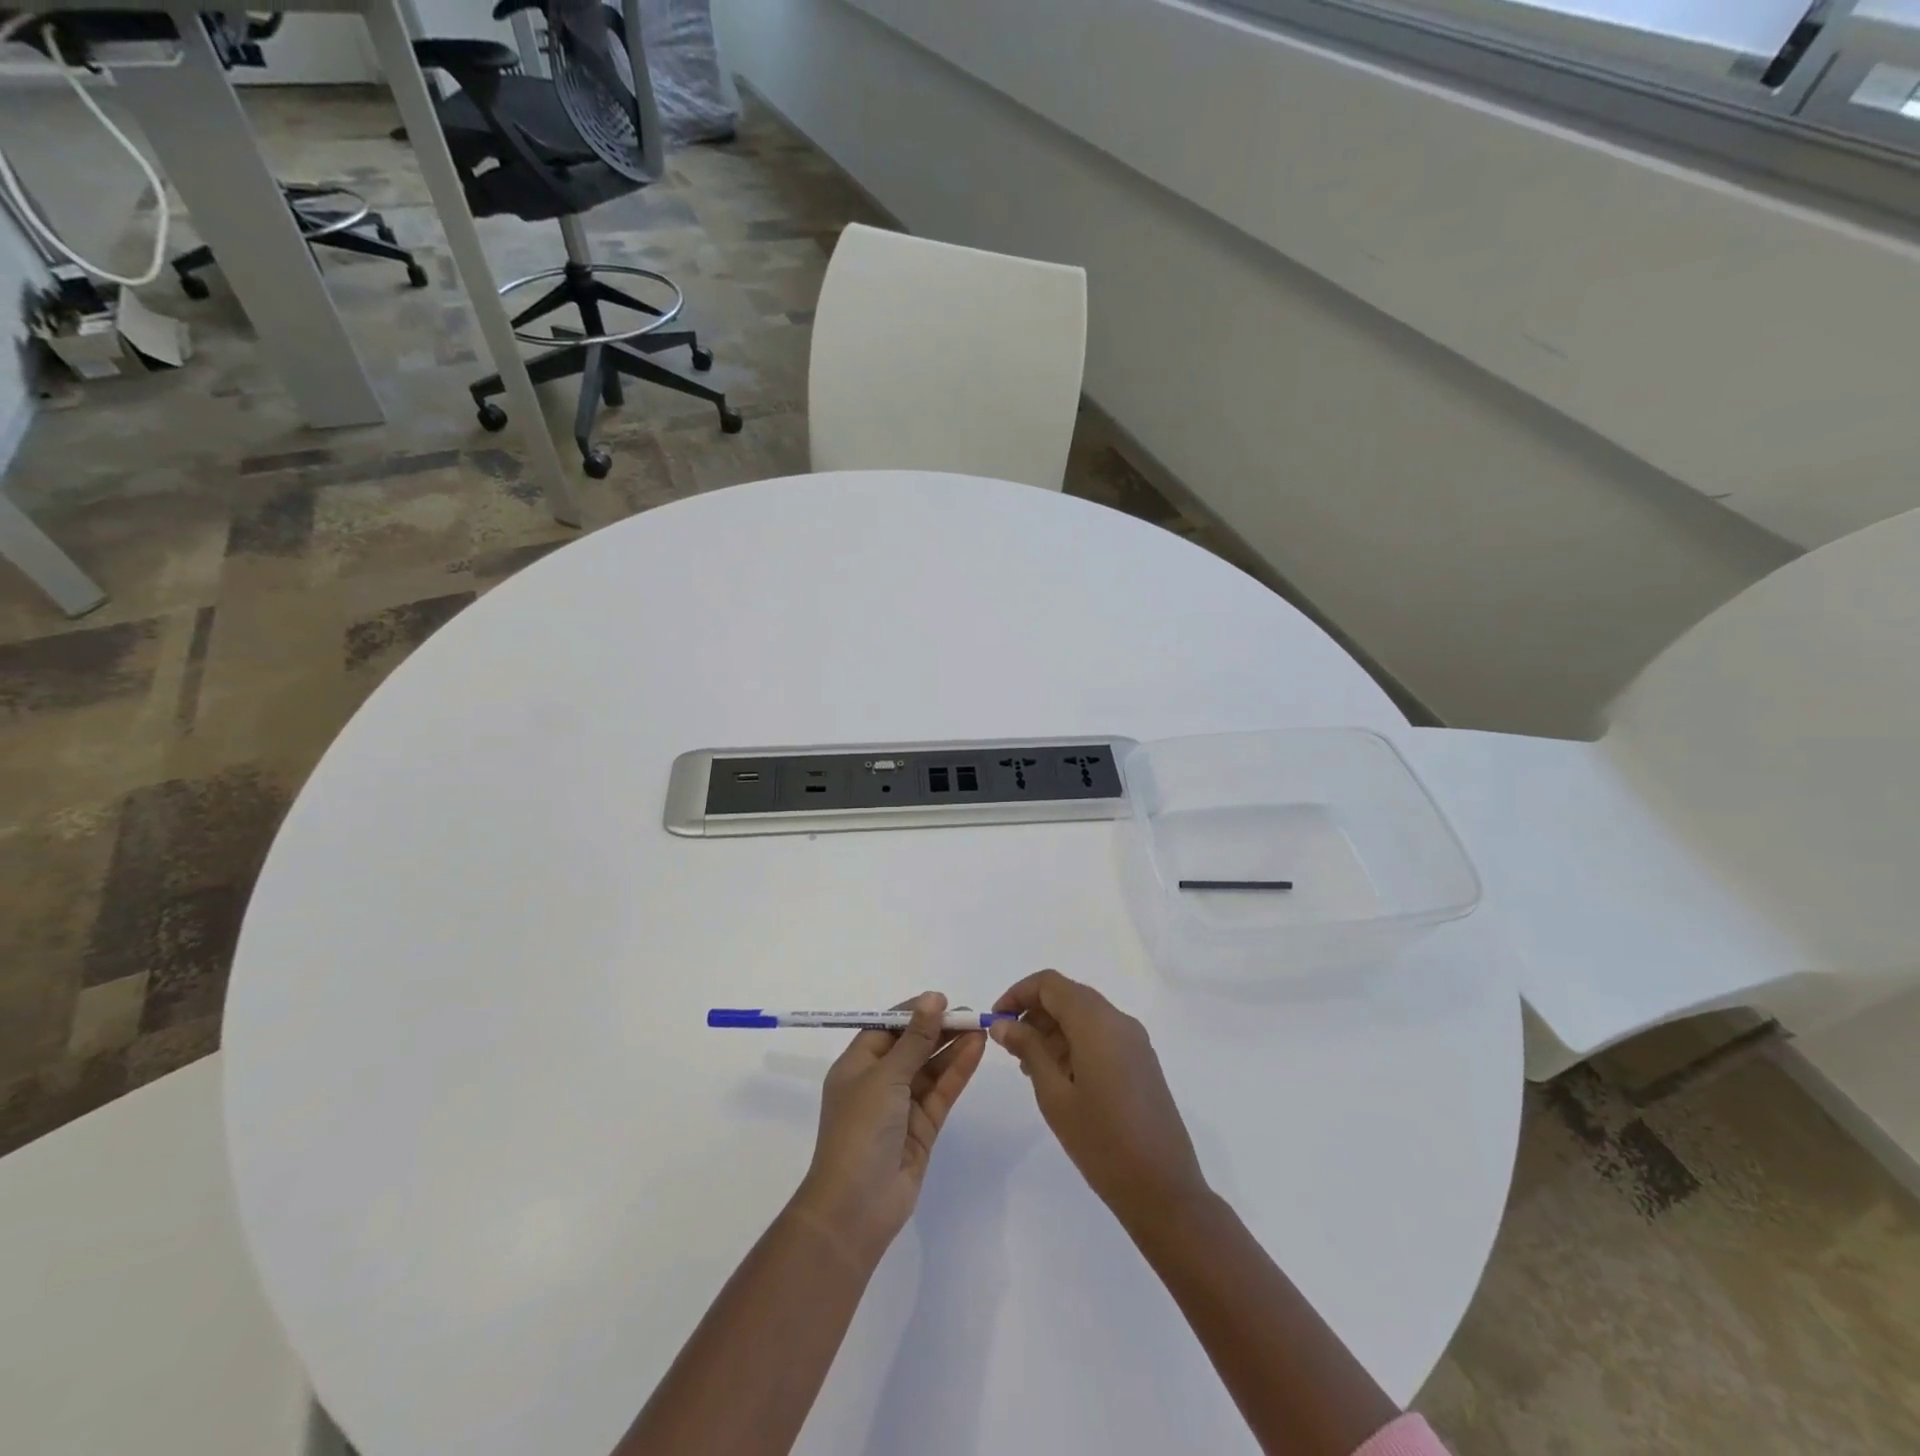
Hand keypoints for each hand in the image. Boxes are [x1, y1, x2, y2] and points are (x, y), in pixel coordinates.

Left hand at [790, 992, 986, 1267]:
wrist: (855, 1207)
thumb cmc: (860, 1130)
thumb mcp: (886, 1076)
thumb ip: (915, 1038)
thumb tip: (932, 998)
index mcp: (856, 1066)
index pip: (886, 1028)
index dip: (913, 1012)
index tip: (942, 1000)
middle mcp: (878, 1083)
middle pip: (912, 1046)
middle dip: (938, 1029)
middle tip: (971, 1012)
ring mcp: (901, 1107)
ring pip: (930, 1068)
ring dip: (952, 1047)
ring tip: (980, 1026)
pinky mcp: (922, 1128)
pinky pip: (941, 1091)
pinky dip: (958, 1070)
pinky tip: (976, 1049)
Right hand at [991, 970, 1208, 1228]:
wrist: (1164, 1191)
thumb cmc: (1102, 1142)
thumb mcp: (1054, 1095)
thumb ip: (1028, 1049)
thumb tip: (1003, 1022)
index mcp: (1097, 1022)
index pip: (1050, 983)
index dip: (1018, 994)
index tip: (996, 1021)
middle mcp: (1118, 1021)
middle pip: (1068, 995)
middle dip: (1035, 1013)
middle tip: (1010, 1048)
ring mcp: (1134, 1041)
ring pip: (1085, 1015)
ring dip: (1053, 1029)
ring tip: (1031, 1068)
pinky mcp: (1141, 1061)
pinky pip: (1101, 1034)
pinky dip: (1075, 1042)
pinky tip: (1060, 1078)